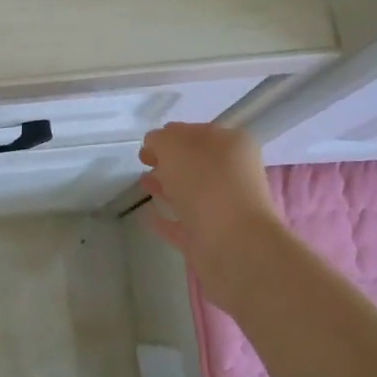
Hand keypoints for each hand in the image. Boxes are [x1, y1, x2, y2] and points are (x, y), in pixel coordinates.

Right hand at [137, 123, 284, 304]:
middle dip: (169, 160)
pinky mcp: (211, 238)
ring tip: (142, 183)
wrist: (233, 244)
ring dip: (167, 186)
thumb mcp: (174, 146)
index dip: (171, 135)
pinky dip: (166, 219)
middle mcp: (232, 174)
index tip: (147, 143)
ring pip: (190, 192)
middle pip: (196, 163)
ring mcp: (223, 208)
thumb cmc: (206, 182)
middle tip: (144, 160)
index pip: (198, 133)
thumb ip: (160, 140)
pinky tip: (147, 215)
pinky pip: (183, 224)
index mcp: (232, 145)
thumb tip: (155, 145)